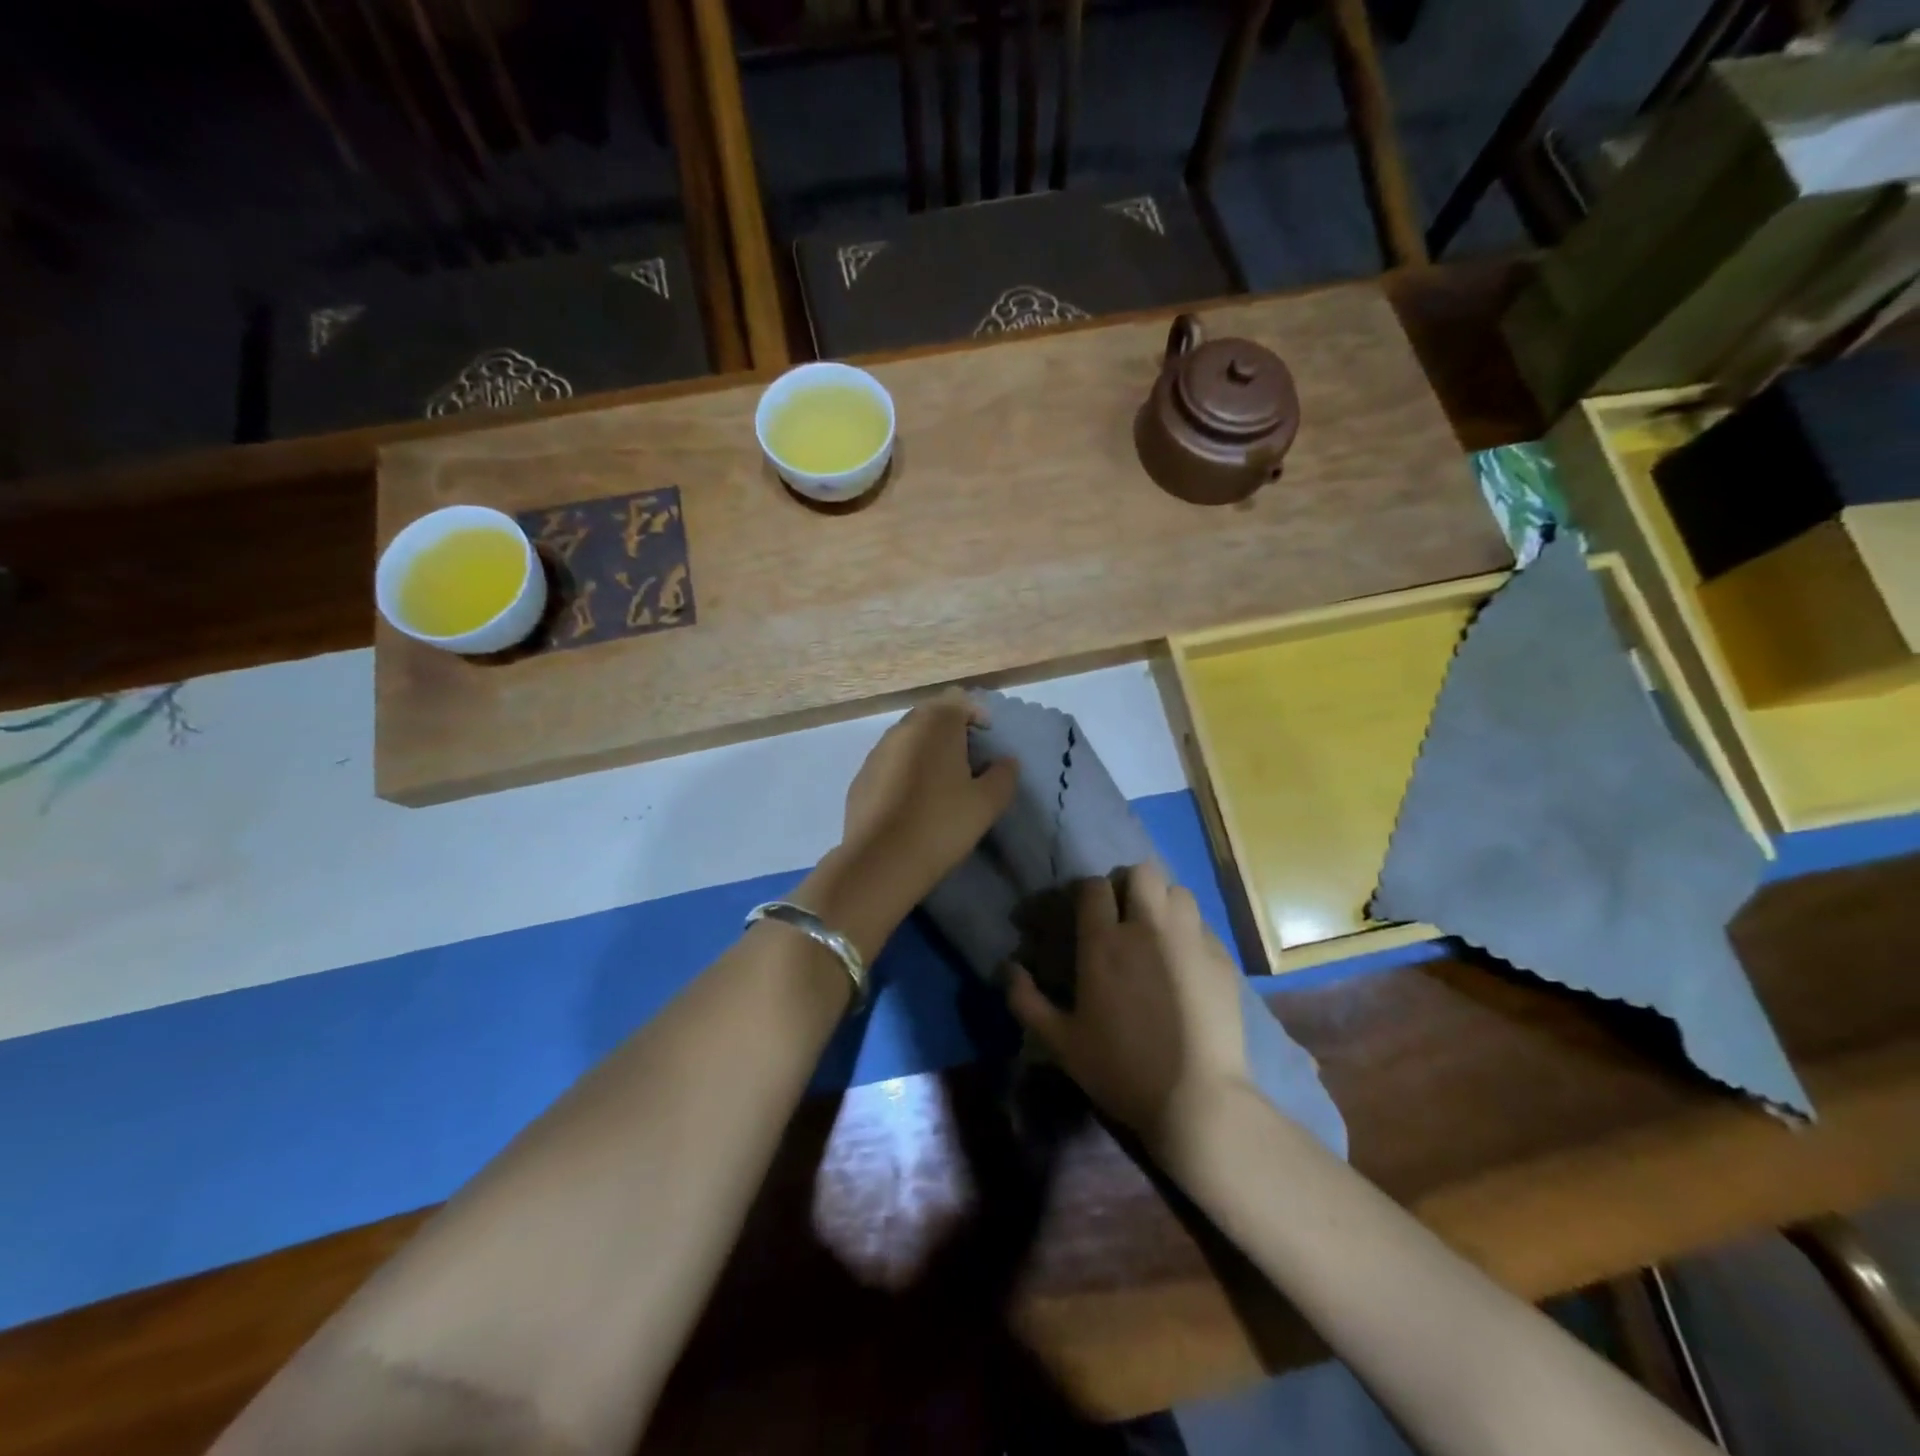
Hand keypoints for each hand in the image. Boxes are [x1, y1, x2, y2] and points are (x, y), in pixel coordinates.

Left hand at [836, 686, 1017, 917]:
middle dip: (950, 729)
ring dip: (926, 750)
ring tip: (941, 781)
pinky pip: (890, 763)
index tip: (987, 738)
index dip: (976, 714)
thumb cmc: (942, 824)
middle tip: (968, 758)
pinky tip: (912, 800)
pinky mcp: (860, 778)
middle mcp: (903, 729)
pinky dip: (905, 770)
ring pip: (907, 739)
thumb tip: (1006, 762)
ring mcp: (876, 752)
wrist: (881, 860)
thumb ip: (1003, 776)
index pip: (958, 700)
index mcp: (936, 725)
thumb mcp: (987, 803)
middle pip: (931, 715)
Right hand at [1007, 863, 1251, 1155]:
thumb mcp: (1061, 1043)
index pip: (1094, 887)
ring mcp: (1190, 940)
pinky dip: (1191, 931)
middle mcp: (1148, 928)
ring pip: (1178, 891)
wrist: (1197, 1100)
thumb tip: (1008, 969)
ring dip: (1163, 901)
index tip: (1085, 911)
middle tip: (1125, 912)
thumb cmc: (1121, 1069)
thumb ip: (1027, 1002)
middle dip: (1130, 884)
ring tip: (1158, 929)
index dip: (1088, 892)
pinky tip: (1186, 959)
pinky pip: (1204, 925)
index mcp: (1104, 943)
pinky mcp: (1222, 958)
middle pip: (1142, 872)